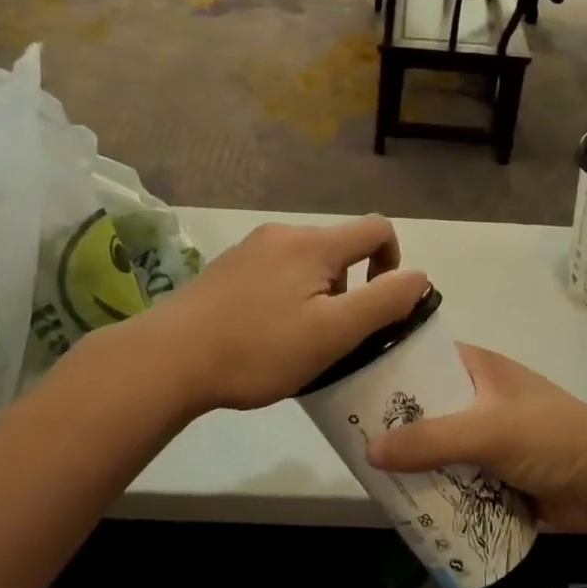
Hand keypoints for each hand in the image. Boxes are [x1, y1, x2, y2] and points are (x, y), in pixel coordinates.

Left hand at [133, 217, 429, 415]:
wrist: (168, 359)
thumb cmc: (259, 349)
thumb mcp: (333, 333)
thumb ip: (384, 302)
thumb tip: (419, 276)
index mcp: (314, 243)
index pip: (377, 228)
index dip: (393, 262)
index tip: (379, 306)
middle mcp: (283, 234)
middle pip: (340, 247)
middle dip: (351, 287)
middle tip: (334, 336)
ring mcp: (250, 249)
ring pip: (307, 262)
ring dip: (319, 294)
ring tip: (298, 340)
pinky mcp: (226, 268)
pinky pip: (276, 272)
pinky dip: (287, 296)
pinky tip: (265, 334)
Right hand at [365, 343, 586, 535]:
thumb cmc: (551, 437)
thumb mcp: (488, 430)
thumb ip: (431, 440)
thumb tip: (369, 451)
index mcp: (479, 368)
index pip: (423, 358)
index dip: (389, 368)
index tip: (349, 385)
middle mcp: (479, 397)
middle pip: (425, 406)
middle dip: (393, 424)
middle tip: (348, 438)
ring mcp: (487, 437)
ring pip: (436, 446)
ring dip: (411, 461)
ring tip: (366, 474)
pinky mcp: (494, 473)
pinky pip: (453, 477)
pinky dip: (434, 488)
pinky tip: (401, 502)